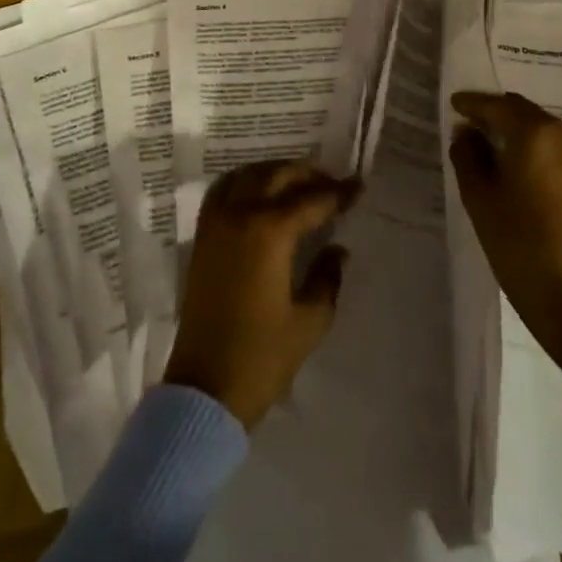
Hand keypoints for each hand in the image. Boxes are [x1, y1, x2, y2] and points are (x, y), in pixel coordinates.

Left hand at [163, 160, 360, 427]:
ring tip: (299, 185)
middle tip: (332, 185)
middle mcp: (240, 215)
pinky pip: (224, 190)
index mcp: (270, 231)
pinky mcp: (201, 237)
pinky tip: (260, 194)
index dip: (338, 192)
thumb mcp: (310, 321)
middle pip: (278, 176)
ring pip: (248, 175)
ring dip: (276, 172)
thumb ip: (327, 277)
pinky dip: (245, 181)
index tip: (359, 186)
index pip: (312, 199)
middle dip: (308, 175)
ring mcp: (216, 223)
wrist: (205, 389)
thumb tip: (337, 248)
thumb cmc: (263, 357)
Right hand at [450, 91, 561, 390]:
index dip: (473, 104)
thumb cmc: (518, 242)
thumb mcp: (479, 197)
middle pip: (522, 112)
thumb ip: (467, 155)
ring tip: (488, 146)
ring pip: (540, 128)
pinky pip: (554, 146)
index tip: (453, 103)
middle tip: (468, 125)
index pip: (497, 106)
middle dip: (495, 114)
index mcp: (536, 134)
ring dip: (515, 130)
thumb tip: (467, 132)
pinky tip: (515, 164)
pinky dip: (533, 146)